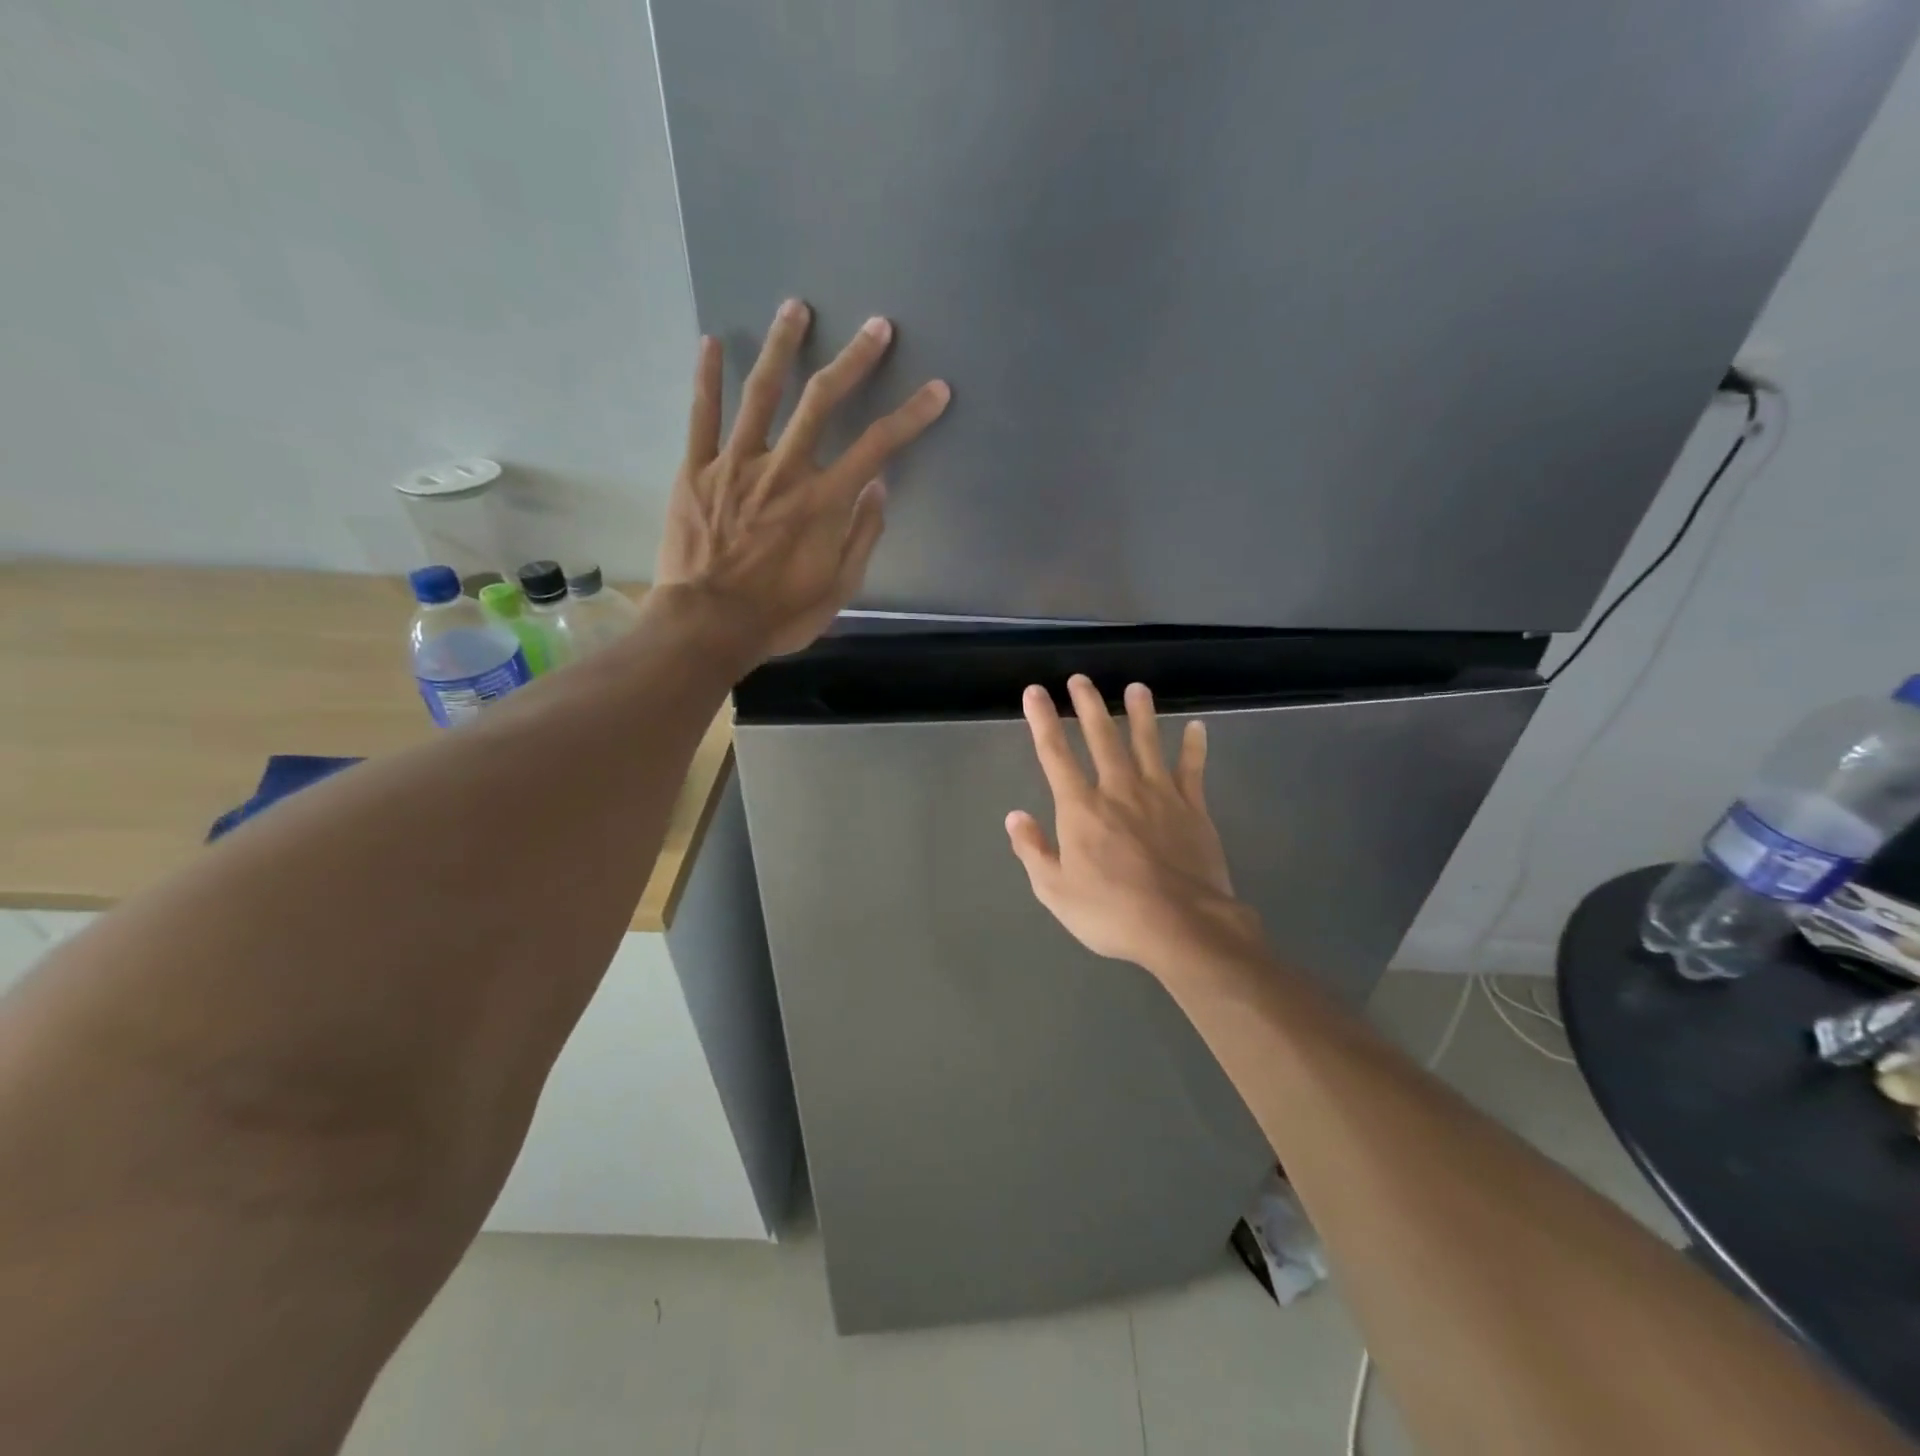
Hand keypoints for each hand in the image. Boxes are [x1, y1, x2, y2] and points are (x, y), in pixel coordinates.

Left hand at [655, 298, 950, 659]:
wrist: (707, 625)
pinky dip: (706, 378)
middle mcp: (785, 470)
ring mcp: (736, 464)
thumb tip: (879, 490)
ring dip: (782, 347)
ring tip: (796, 307)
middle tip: (875, 325)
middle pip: (822, 401)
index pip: (878, 447)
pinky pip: (701, 416)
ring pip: (761, 394)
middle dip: (854, 360)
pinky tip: (711, 342)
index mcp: (823, 501)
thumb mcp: (837, 589)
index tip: (937, 390)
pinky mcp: (696, 471)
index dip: (912, 416)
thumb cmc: (778, 614)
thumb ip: (861, 537)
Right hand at [1006, 675, 1263, 979]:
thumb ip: (1033, 850)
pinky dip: (1195, 747)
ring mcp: (1160, 795)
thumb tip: (1015, 816)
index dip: (1043, 721)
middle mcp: (1119, 790)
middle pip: (1102, 737)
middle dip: (1088, 705)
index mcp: (1081, 808)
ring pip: (1148, 743)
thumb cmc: (1111, 912)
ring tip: (1137, 688)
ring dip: (1141, 713)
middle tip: (1081, 678)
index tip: (1035, 692)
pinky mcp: (1194, 809)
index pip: (1055, 754)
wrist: (1182, 926)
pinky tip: (1197, 727)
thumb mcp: (1055, 890)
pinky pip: (1193, 770)